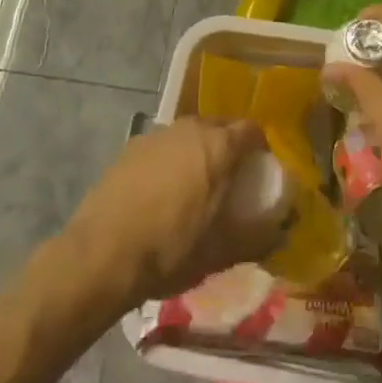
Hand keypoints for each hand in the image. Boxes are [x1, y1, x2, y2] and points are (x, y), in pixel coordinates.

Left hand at [64, 117, 282, 309]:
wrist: (100, 255)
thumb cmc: (170, 250)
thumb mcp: (221, 253)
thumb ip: (257, 239)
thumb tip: (280, 234)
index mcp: (218, 146)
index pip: (252, 130)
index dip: (261, 148)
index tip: (260, 171)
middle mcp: (189, 128)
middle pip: (220, 127)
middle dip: (229, 147)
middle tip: (230, 179)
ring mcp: (156, 135)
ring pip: (188, 135)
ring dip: (198, 152)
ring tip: (195, 186)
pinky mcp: (129, 148)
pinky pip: (162, 147)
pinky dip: (169, 161)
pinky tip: (161, 192)